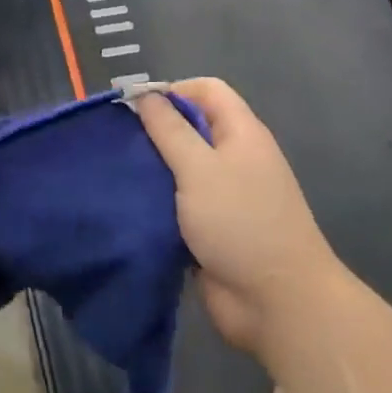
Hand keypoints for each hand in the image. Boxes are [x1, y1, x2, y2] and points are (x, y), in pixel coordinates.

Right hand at [135, 78, 338, 357]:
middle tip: (116, 142)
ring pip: (180, 168)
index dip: (171, 91)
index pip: (206, 90)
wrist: (277, 303)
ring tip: (114, 171)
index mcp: (241, 133)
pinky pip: (178, 203)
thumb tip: (144, 95)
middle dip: (154, 131)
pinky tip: (127, 204)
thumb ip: (169, 130)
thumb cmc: (241, 222)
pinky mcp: (210, 228)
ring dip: (152, 169)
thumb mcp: (199, 168)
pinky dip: (156, 202)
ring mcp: (223, 195)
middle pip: (190, 127)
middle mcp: (234, 158)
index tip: (134, 109)